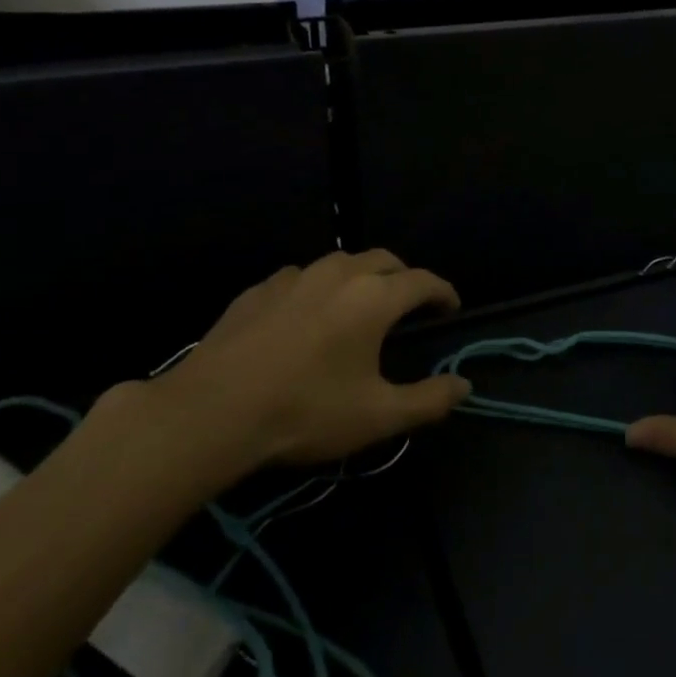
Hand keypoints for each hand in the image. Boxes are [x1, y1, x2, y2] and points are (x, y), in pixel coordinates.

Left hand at [130, 250, 468, 499]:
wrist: (211, 411)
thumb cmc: (306, 411)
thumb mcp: (378, 416)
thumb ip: (429, 399)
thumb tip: (464, 385)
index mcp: (374, 297)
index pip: (423, 281)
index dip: (443, 292)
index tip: (451, 308)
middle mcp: (339, 274)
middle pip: (385, 260)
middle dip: (405, 277)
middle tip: (410, 304)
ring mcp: (294, 277)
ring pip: (341, 262)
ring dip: (362, 276)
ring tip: (360, 304)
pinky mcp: (259, 289)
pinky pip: (302, 277)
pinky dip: (319, 288)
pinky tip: (307, 315)